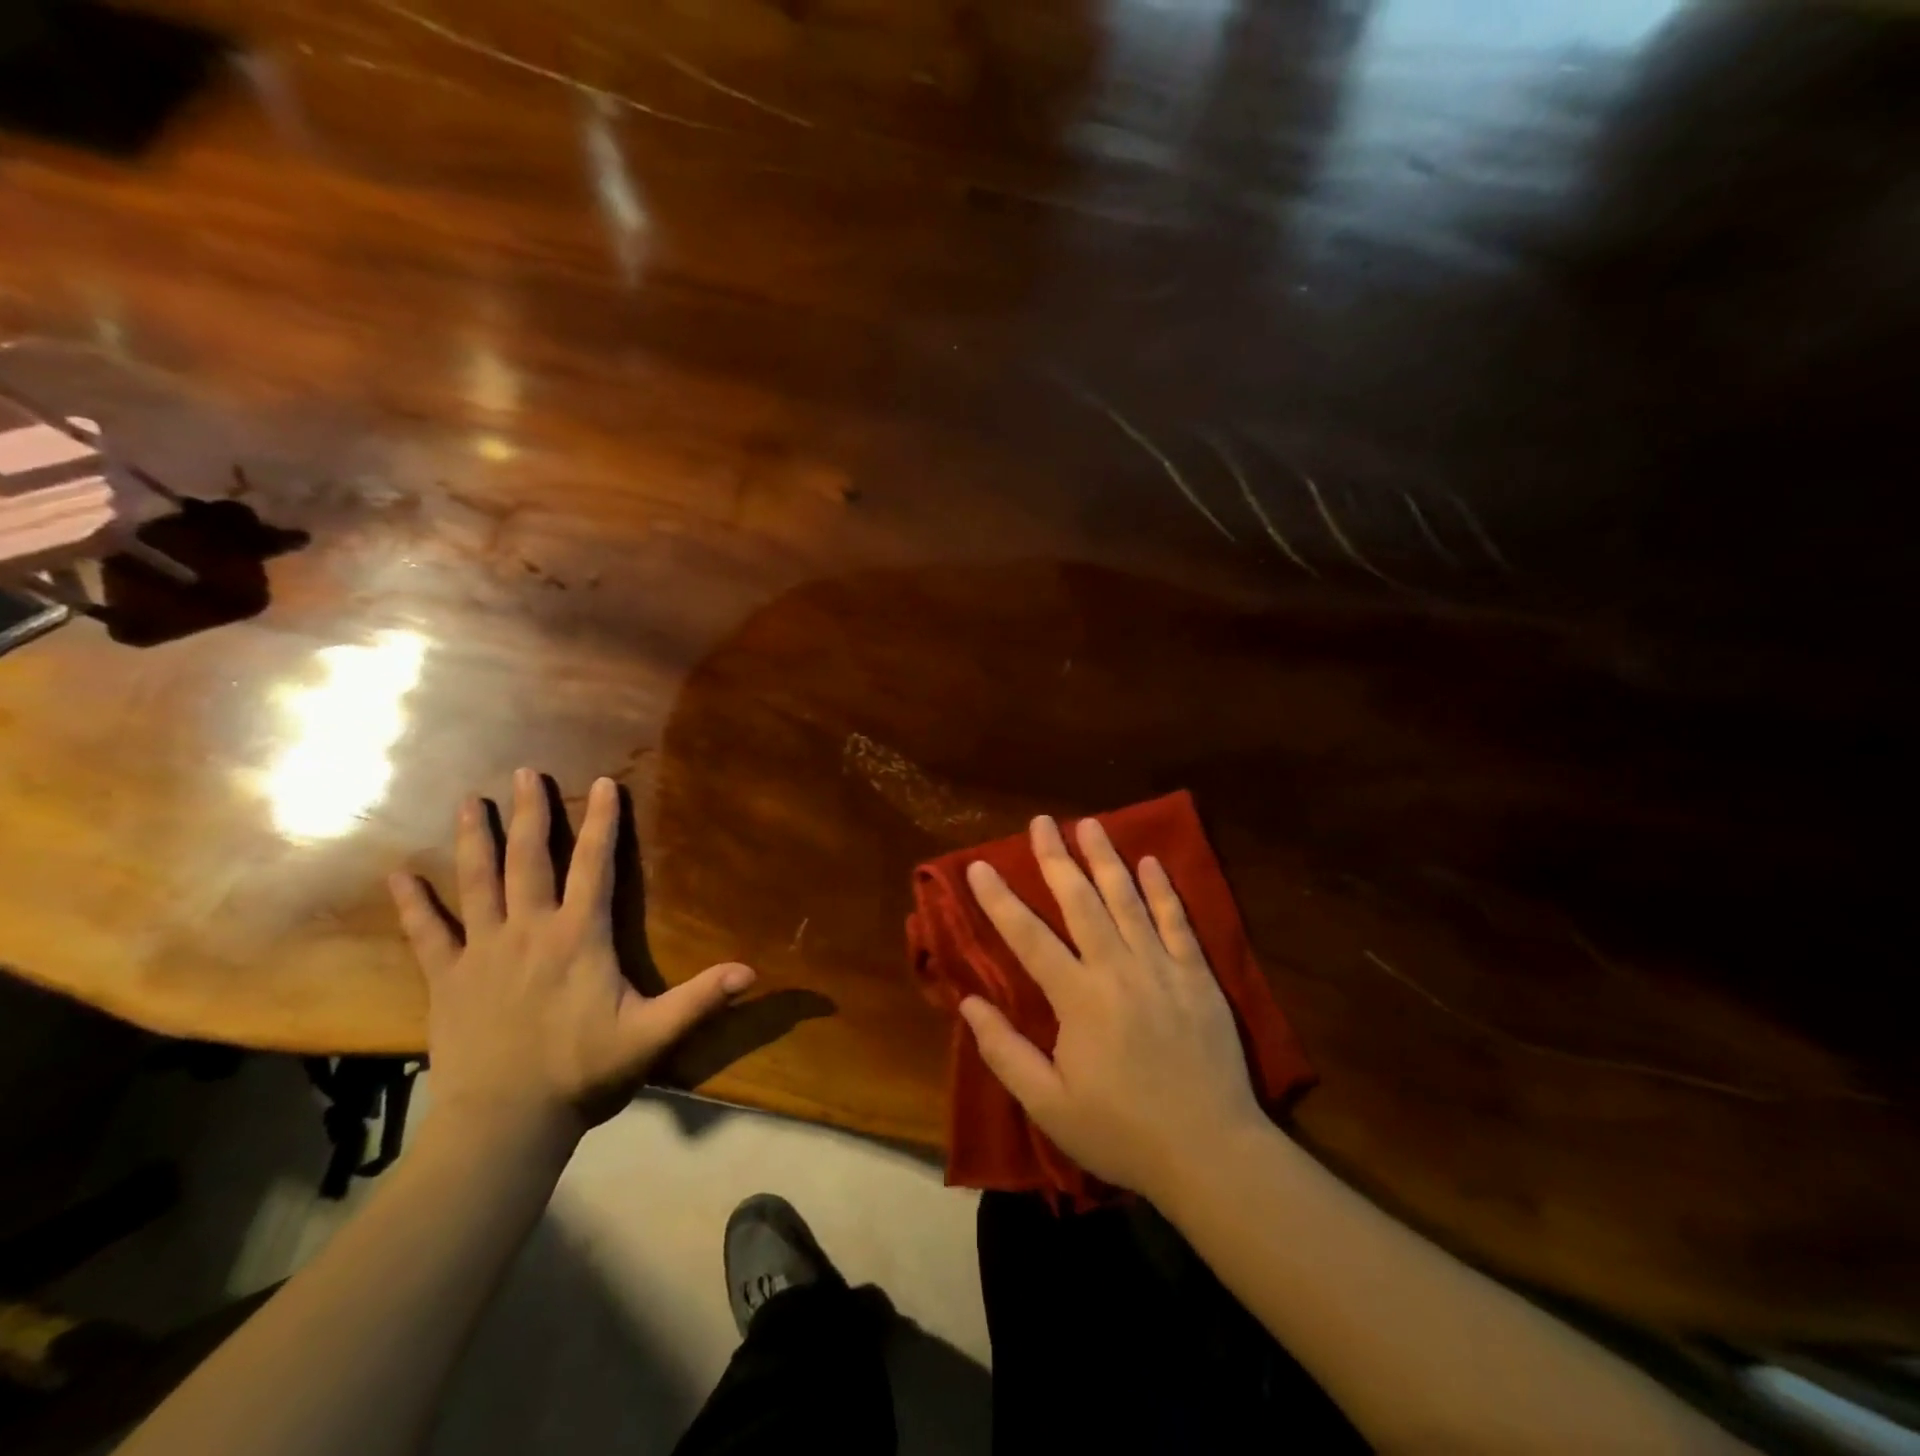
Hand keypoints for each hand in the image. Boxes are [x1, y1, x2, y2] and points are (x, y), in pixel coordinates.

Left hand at [390, 769, 755, 1148]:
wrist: (505, 1123)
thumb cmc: (583, 1073)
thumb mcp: (651, 1035)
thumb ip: (699, 999)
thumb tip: (750, 971)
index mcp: (578, 937)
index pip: (594, 866)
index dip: (603, 822)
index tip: (604, 783)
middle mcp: (529, 931)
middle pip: (530, 860)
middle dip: (531, 814)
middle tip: (525, 774)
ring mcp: (483, 952)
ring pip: (478, 883)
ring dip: (475, 840)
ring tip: (470, 802)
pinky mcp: (448, 979)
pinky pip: (427, 934)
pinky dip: (413, 904)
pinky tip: (399, 875)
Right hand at [960, 815, 1266, 1202]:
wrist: (1210, 1153)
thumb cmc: (1121, 1132)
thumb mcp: (1049, 1105)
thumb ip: (1005, 1052)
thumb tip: (968, 1004)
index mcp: (1078, 998)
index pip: (1028, 937)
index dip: (1000, 900)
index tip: (979, 865)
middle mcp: (1117, 969)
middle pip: (1080, 901)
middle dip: (1056, 858)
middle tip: (1041, 821)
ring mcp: (1162, 968)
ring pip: (1128, 900)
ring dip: (1105, 859)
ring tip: (1089, 824)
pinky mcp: (1197, 976)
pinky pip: (1177, 922)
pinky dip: (1163, 890)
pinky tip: (1151, 862)